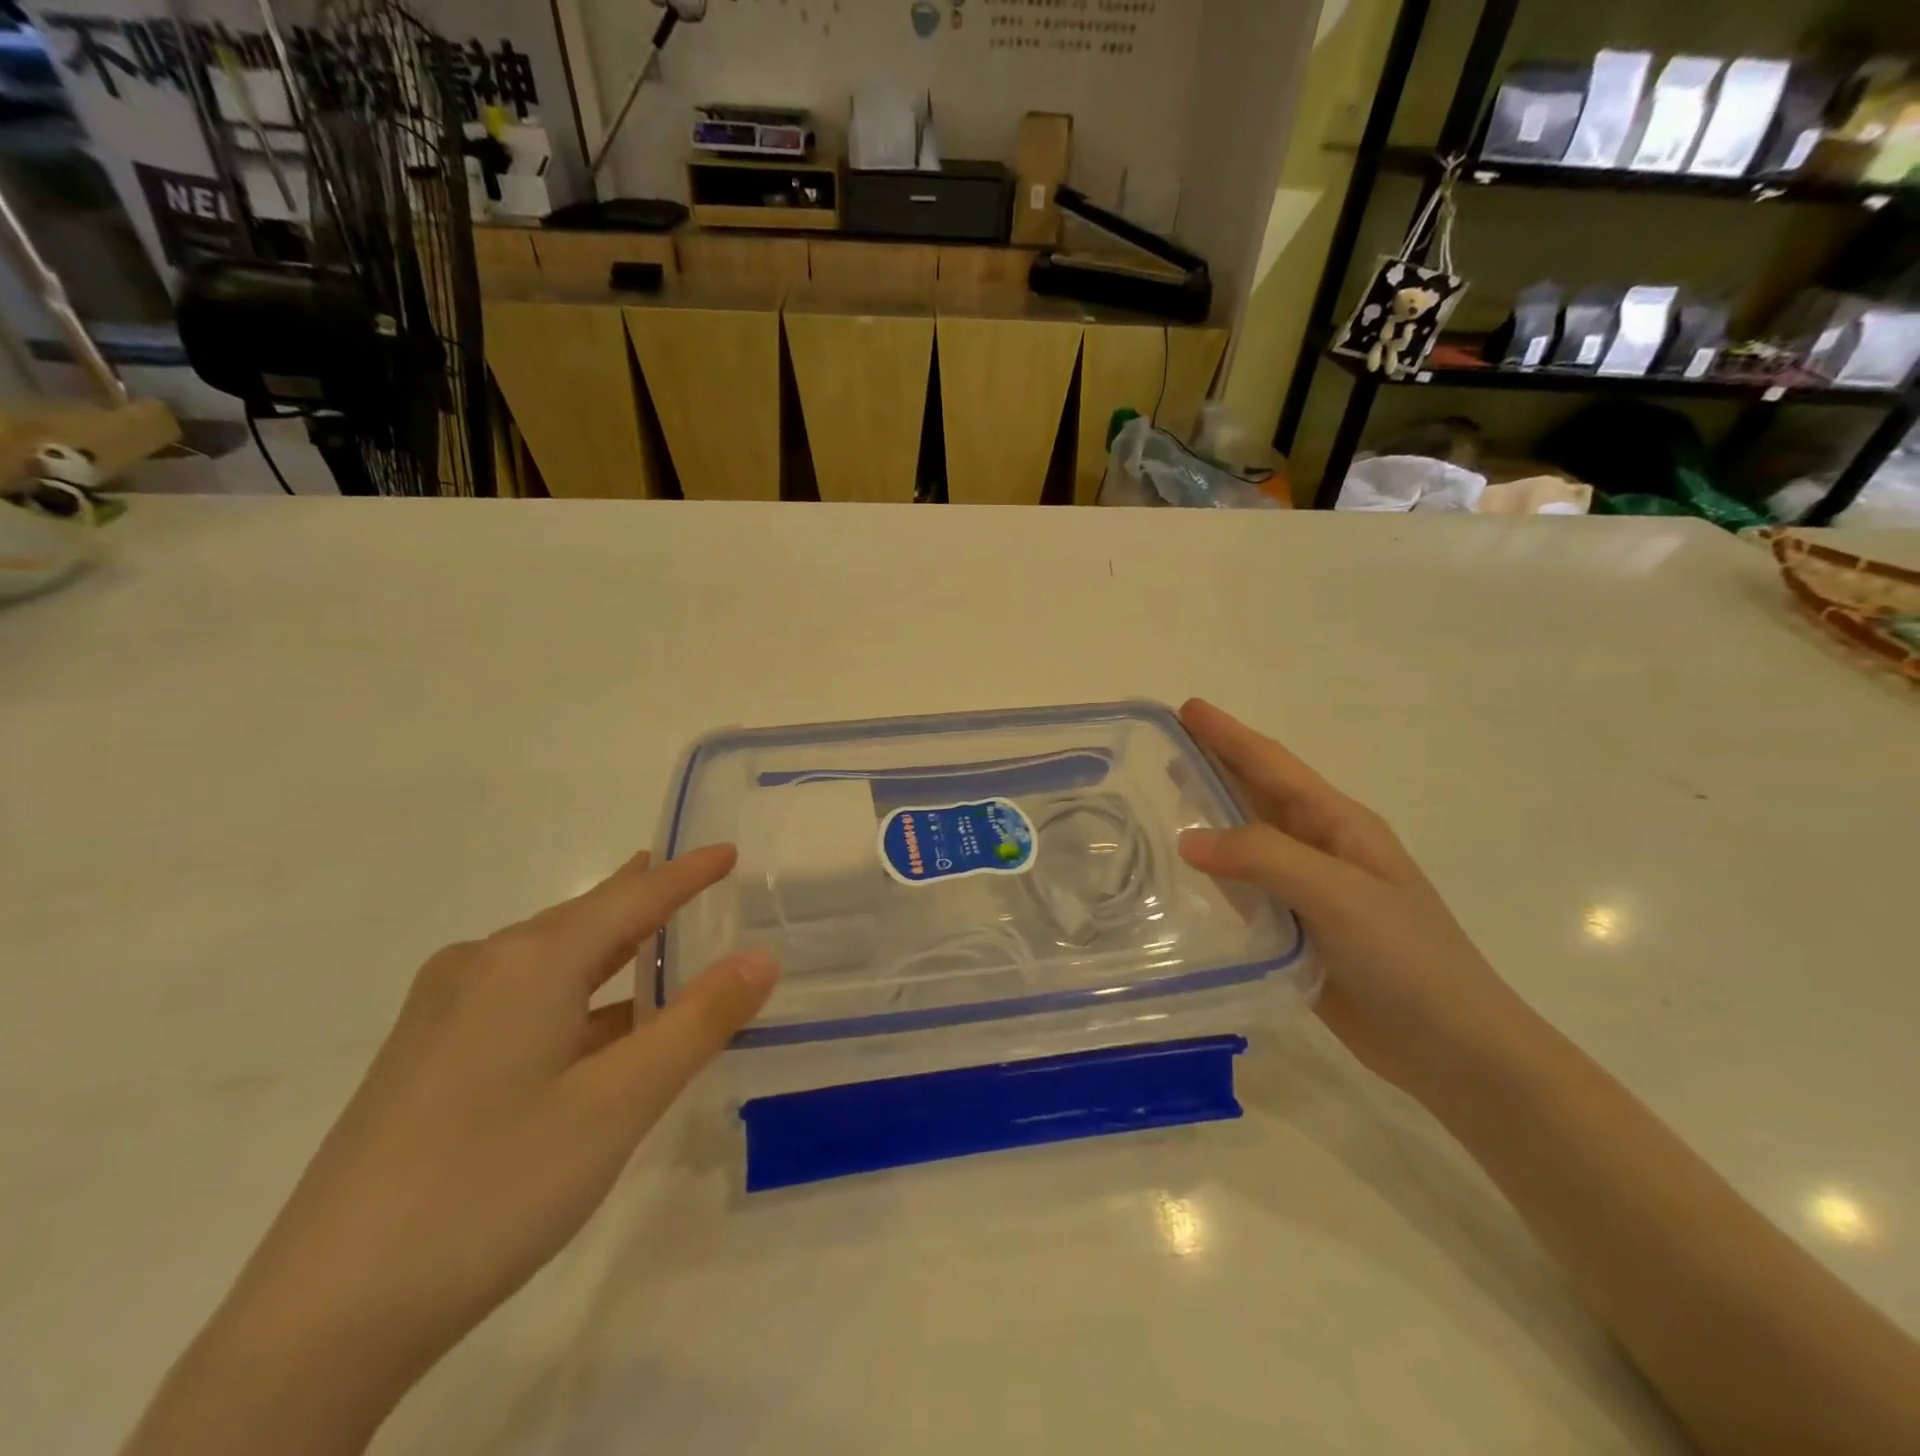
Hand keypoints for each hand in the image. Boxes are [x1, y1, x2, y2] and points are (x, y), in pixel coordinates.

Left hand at [125, 845, 778, 1455]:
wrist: (320, 1320)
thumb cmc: (494, 1186)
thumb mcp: (620, 1102)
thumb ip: (699, 1022)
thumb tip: (761, 958)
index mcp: (530, 961)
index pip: (632, 898)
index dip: (687, 874)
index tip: (728, 850)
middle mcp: (481, 966)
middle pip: (585, 918)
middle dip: (644, 901)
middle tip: (693, 881)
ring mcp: (442, 1011)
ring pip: (550, 959)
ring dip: (611, 953)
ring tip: (656, 943)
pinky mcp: (423, 1056)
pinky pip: (520, 996)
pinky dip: (575, 995)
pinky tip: (593, 1025)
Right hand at [1176, 699, 1523, 1094]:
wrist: (1454, 1049)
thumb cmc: (1407, 959)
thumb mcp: (1339, 894)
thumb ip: (1264, 858)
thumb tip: (1188, 840)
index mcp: (1339, 826)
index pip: (1273, 766)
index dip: (1229, 735)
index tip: (1186, 708)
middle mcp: (1321, 849)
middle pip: (1258, 796)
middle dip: (1214, 766)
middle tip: (1162, 749)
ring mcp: (1309, 893)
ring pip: (1246, 843)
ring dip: (1208, 819)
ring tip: (1161, 804)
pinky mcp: (1295, 932)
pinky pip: (1244, 892)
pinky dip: (1212, 876)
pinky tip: (1183, 877)